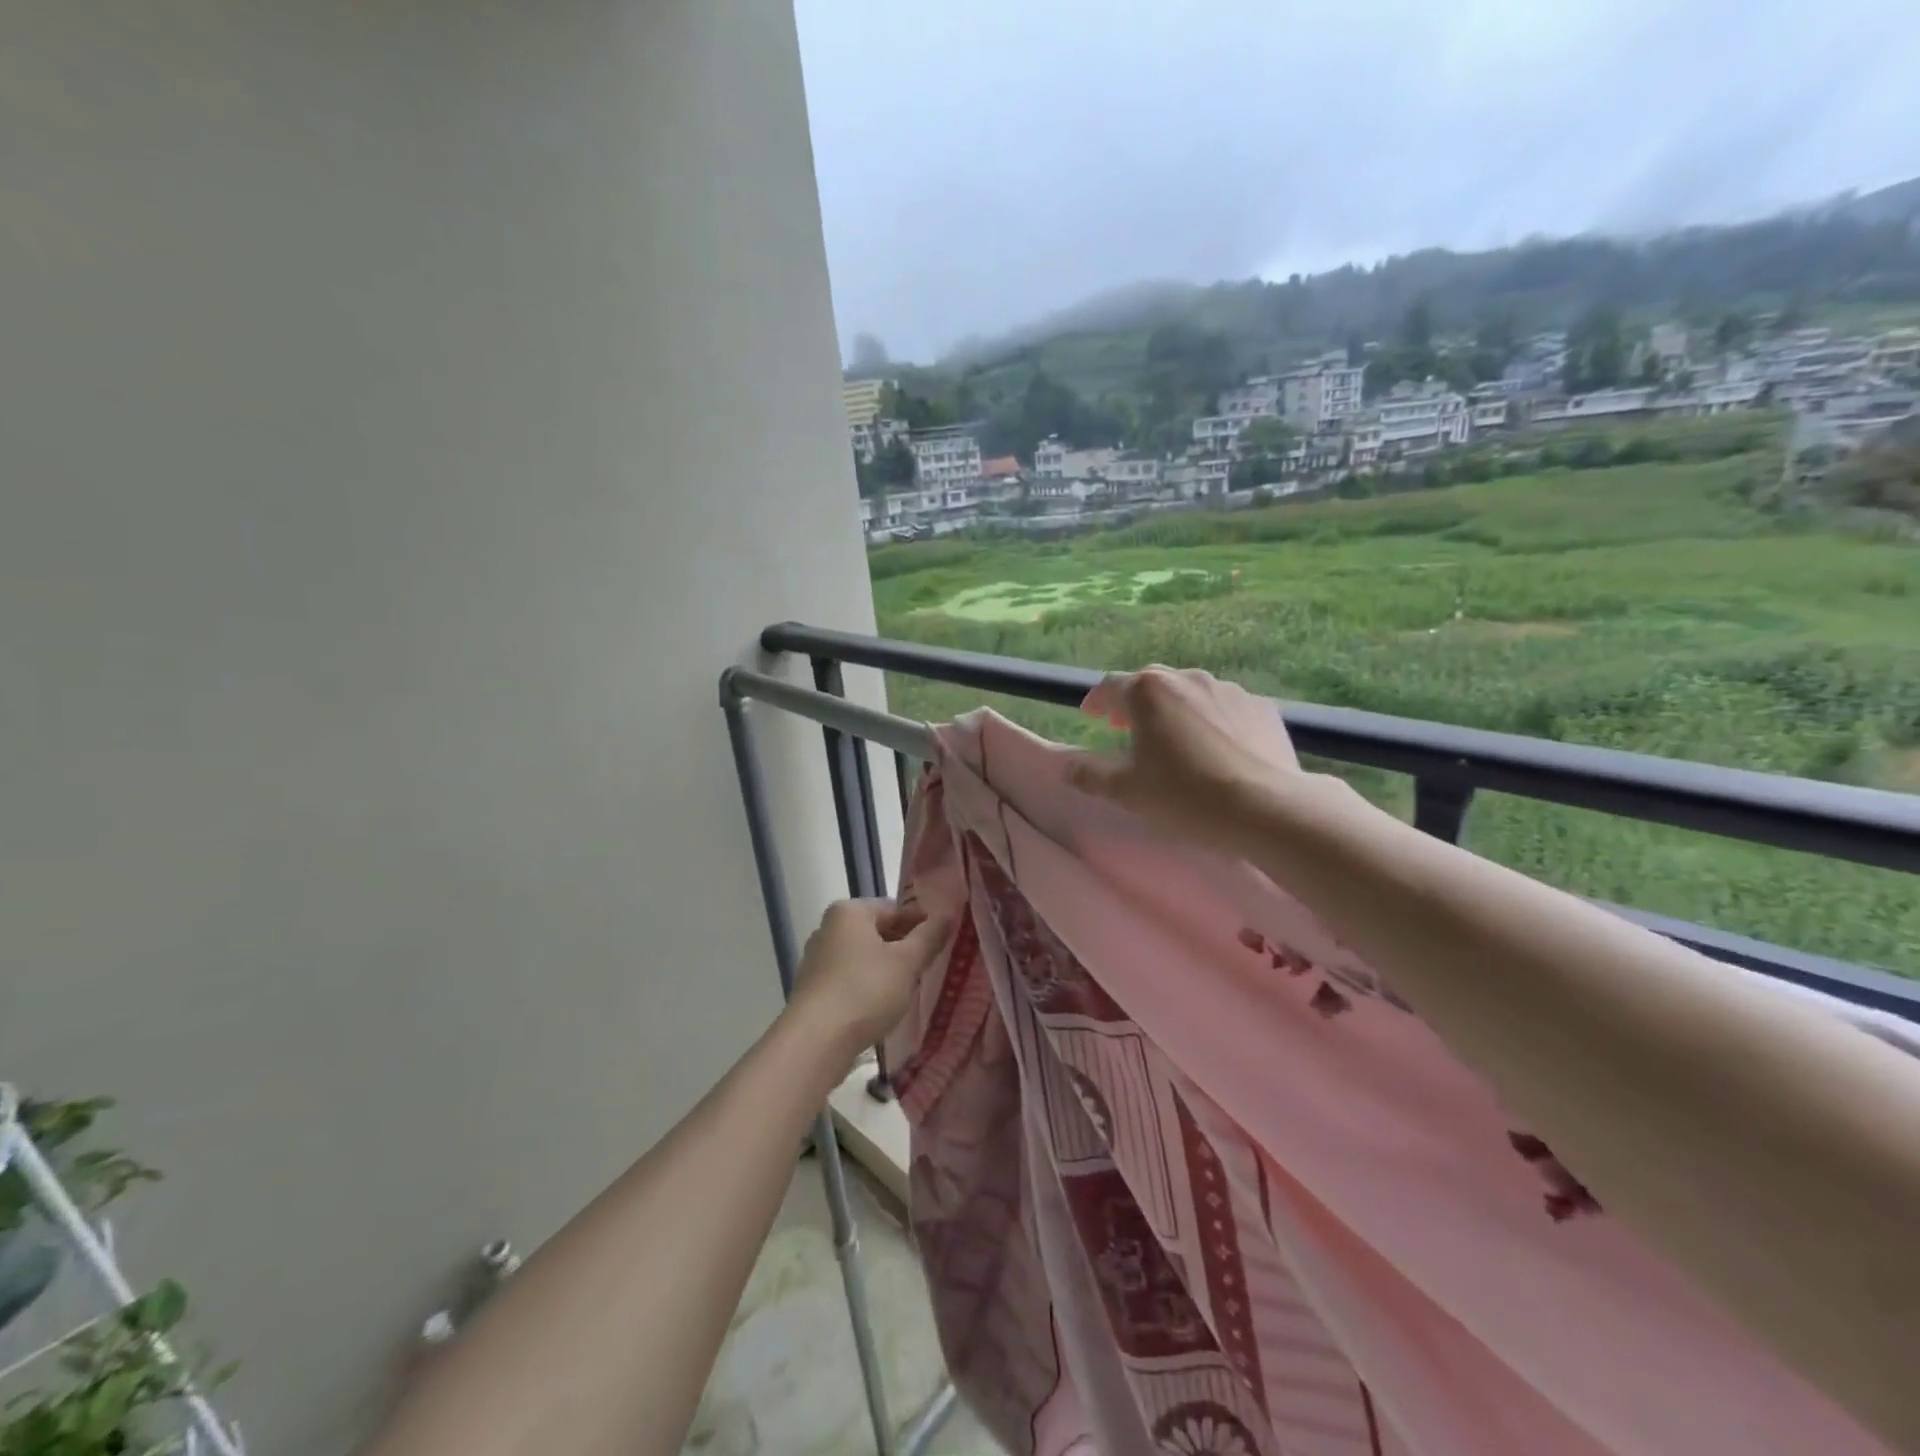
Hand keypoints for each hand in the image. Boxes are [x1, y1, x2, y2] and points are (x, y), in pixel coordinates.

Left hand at [788, 899, 949, 1056]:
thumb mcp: (907, 962)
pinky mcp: (812, 988)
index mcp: (849, 911)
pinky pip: (848, 978)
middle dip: (903, 947)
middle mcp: (827, 928)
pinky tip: (882, 1006)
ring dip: (886, 968)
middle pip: (876, 931)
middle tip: (928, 967)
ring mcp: (816, 959)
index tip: (941, 943)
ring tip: (909, 989)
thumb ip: (929, 936)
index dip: (921, 924)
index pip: (894, 909)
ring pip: (863, 957)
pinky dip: (867, 986)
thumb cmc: (865, 990)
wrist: (816, 1041)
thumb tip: (948, 914)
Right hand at [1066, 666, 1304, 854]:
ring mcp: (1229, 690)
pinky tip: (1217, 751)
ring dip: (1176, 711)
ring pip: (1191, 694)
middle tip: (1127, 728)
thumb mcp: (1125, 791)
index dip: (1097, 701)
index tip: (1091, 717)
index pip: (1110, 686)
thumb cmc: (1183, 796)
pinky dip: (1212, 722)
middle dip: (1135, 704)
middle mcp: (1187, 678)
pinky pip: (1226, 710)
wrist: (1266, 808)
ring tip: (1175, 742)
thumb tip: (1067, 765)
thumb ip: (1089, 774)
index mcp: (1147, 691)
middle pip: (1152, 684)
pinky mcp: (1263, 708)